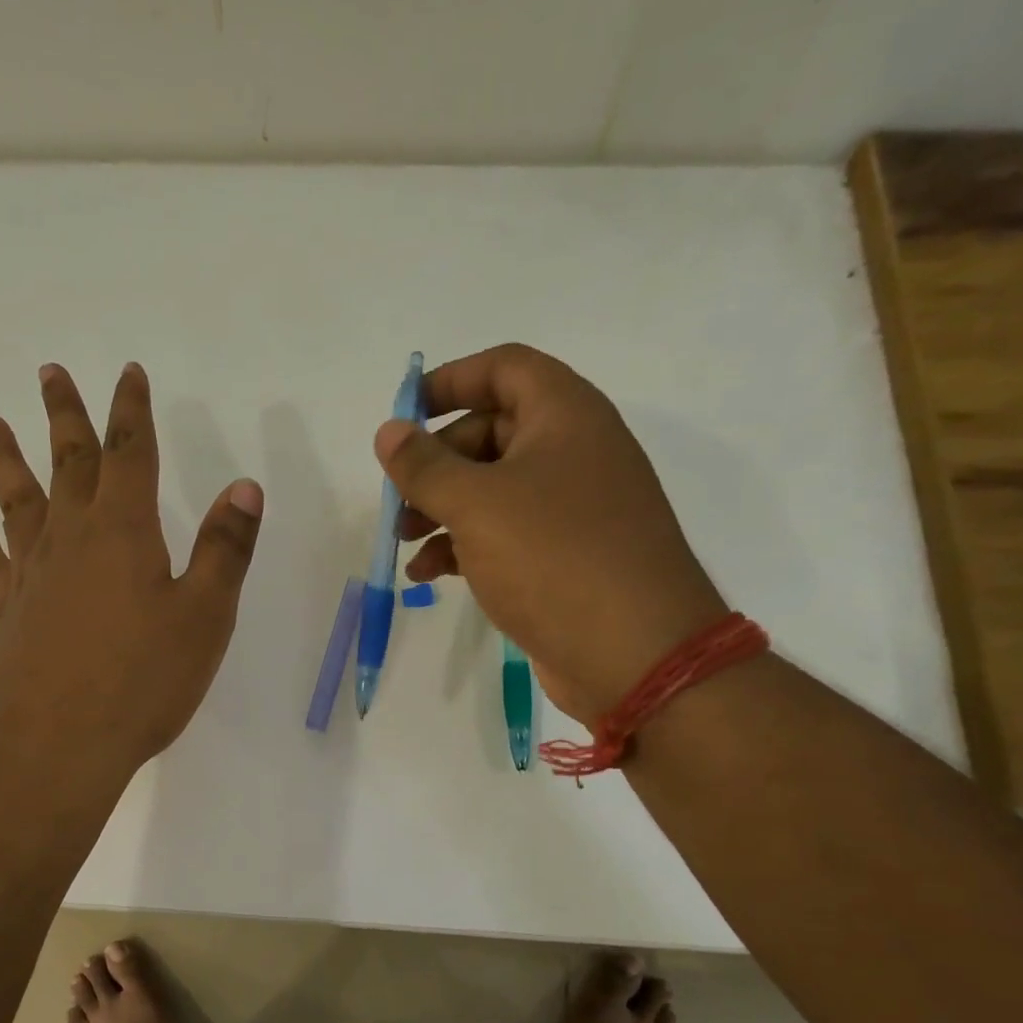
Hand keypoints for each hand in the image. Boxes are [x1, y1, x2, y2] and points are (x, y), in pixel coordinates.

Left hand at [0, 362, 263, 786]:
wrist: (56, 747)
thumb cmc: (142, 681)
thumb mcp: (204, 616)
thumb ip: (223, 550)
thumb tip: (244, 486)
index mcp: (123, 533)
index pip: (129, 455)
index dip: (130, 411)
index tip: (126, 373)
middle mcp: (70, 541)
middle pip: (67, 464)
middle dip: (63, 416)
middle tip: (49, 372)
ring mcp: (32, 579)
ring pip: (19, 504)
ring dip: (8, 462)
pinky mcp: (9, 617)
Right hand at [376, 343, 726, 725]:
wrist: (634, 653)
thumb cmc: (553, 558)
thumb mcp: (476, 505)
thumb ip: (424, 466)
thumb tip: (388, 432)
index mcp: (565, 416)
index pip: (503, 368)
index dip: (450, 381)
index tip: (403, 414)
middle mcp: (573, 451)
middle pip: (490, 432)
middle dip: (435, 463)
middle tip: (395, 497)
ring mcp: (571, 507)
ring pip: (492, 489)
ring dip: (441, 509)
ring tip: (402, 542)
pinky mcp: (564, 556)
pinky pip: (504, 534)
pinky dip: (463, 546)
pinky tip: (428, 574)